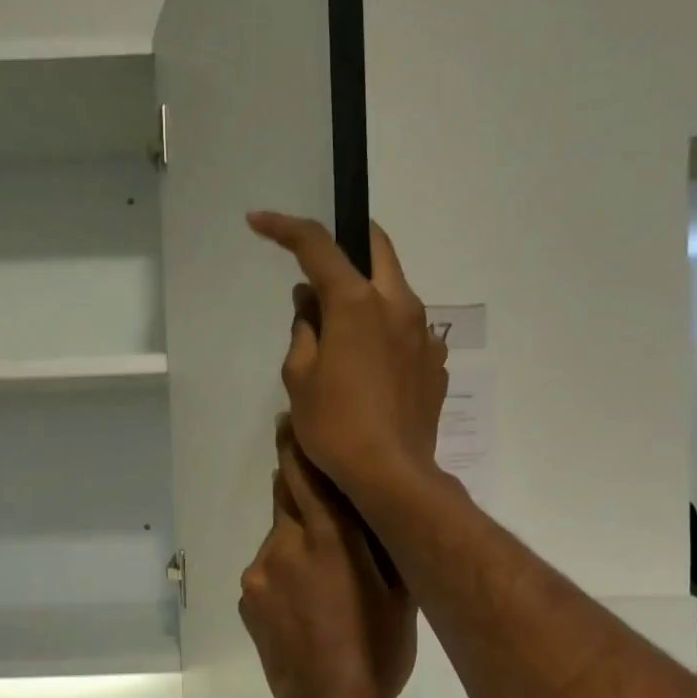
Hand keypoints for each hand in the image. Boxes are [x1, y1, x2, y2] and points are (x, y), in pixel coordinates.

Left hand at [240, 419, 417, 697]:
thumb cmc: (378, 651)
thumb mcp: (398, 592)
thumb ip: (382, 540)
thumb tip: (377, 505)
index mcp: (329, 538)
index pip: (305, 472)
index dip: (295, 443)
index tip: (291, 420)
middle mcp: (286, 543)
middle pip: (286, 496)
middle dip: (301, 488)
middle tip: (322, 501)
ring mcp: (260, 570)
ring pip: (279, 536)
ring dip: (297, 541)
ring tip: (323, 581)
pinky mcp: (246, 595)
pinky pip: (267, 568)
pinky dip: (284, 571)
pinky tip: (305, 605)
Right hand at [246, 212, 449, 508]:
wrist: (392, 474)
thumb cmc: (335, 426)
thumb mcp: (299, 378)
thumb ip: (303, 331)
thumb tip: (310, 304)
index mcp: (358, 303)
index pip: (318, 246)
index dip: (285, 228)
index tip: (259, 223)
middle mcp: (398, 305)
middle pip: (376, 247)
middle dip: (346, 240)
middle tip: (319, 261)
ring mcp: (424, 334)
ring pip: (395, 290)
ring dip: (367, 291)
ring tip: (340, 326)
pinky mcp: (436, 363)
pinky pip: (408, 330)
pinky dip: (385, 330)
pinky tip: (370, 364)